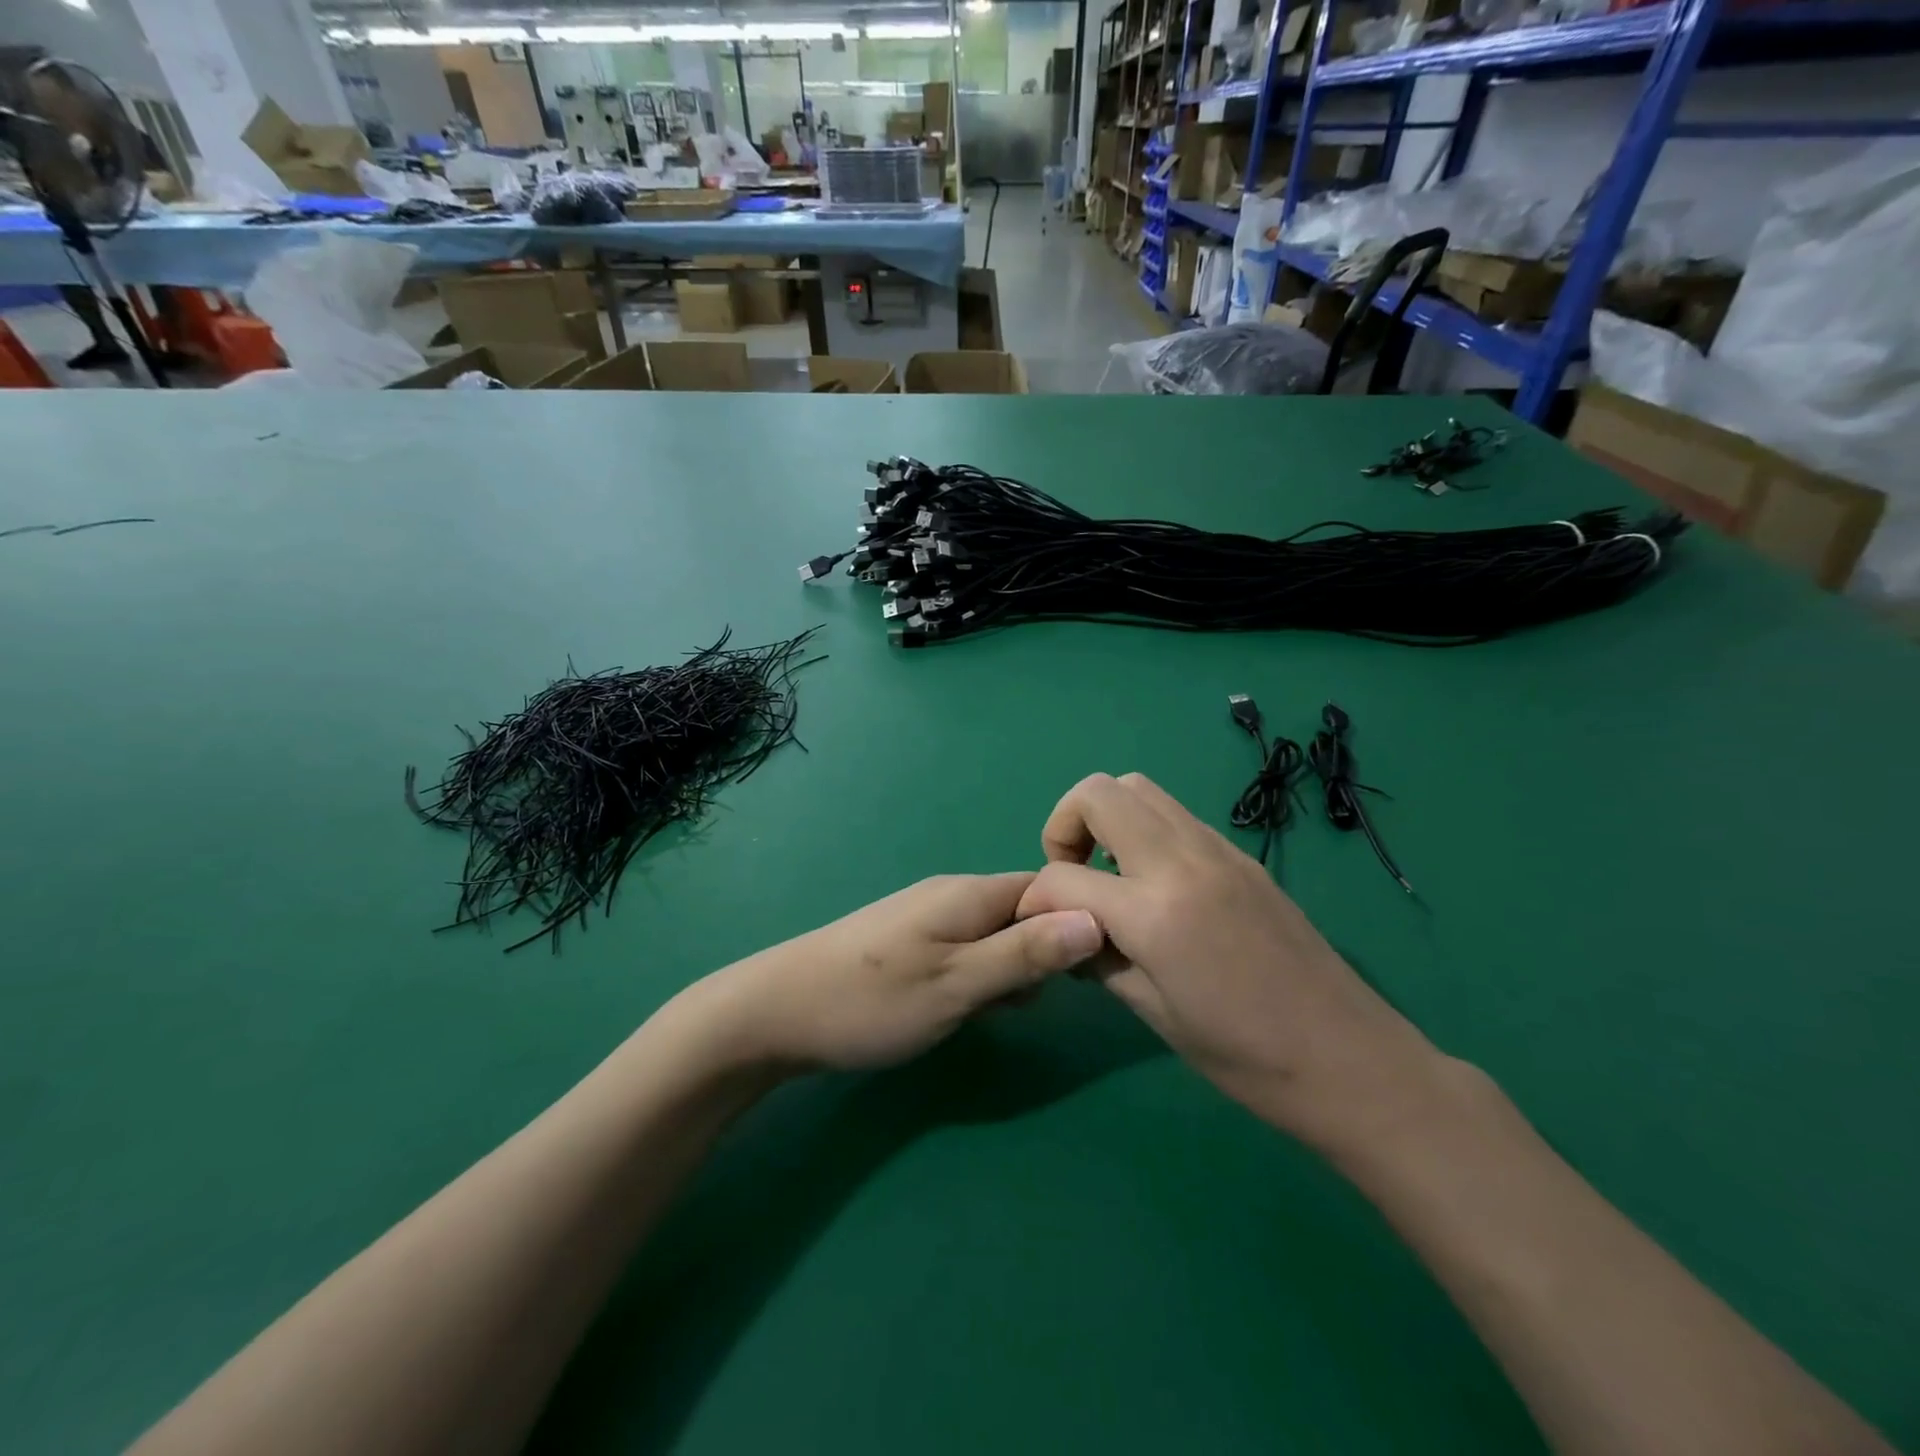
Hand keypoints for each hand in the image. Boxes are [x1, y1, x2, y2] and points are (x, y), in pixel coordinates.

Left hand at [693, 873, 1103, 1073]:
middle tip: (1019, 1004)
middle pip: (1023, 912)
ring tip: (986, 1012)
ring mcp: (927, 916)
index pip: (1047, 888)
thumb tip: (1095, 917)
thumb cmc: (873, 1001)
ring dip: (1007, 971)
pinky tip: (959, 1009)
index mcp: (970, 893)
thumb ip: (1026, 953)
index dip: (1075, 923)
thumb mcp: (959, 984)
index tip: (1085, 975)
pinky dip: (977, 977)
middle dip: (1039, 955)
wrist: (777, 1012)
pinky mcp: (910, 941)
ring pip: (995, 935)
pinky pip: (966, 949)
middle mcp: (952, 894)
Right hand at [1014, 773, 1442, 1146]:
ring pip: (1138, 788)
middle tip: (1071, 878)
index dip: (1034, 900)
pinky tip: (1153, 886)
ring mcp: (1217, 849)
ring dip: (1105, 820)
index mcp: (1155, 912)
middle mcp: (1183, 861)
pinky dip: (1144, 831)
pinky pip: (1174, 815)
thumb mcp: (1153, 1014)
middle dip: (1064, 826)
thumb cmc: (1245, 1058)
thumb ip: (1097, 957)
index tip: (1035, 927)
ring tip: (1108, 877)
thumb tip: (1065, 928)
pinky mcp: (1240, 855)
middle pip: (1097, 793)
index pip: (1061, 877)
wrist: (1350, 1060)